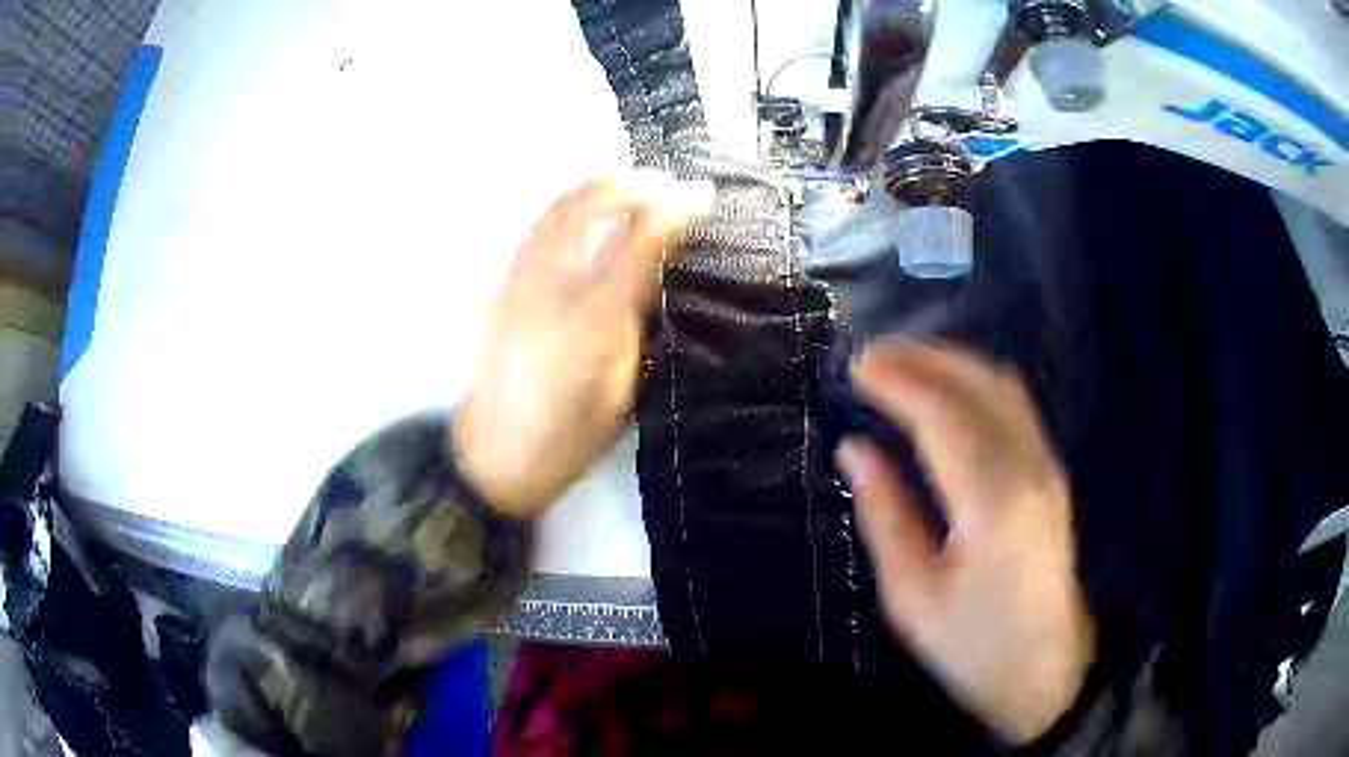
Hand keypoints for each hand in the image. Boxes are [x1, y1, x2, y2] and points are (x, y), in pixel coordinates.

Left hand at [452, 174, 711, 519]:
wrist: (498, 450)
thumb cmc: (571, 428)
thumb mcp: (621, 382)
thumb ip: (635, 316)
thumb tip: (654, 265)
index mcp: (593, 318)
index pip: (638, 243)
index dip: (673, 212)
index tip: (702, 197)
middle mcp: (552, 286)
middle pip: (593, 209)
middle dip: (636, 185)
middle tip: (670, 183)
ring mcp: (520, 278)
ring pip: (561, 209)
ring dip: (601, 186)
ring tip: (634, 180)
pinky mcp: (504, 282)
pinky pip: (541, 225)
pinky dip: (570, 204)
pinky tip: (587, 205)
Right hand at [836, 339, 1094, 743]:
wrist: (1044, 668)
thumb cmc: (972, 644)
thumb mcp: (912, 597)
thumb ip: (885, 516)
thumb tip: (855, 450)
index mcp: (991, 504)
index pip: (943, 416)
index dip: (898, 381)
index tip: (855, 367)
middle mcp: (1028, 469)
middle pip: (979, 383)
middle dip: (923, 357)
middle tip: (871, 354)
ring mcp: (1046, 466)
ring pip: (1003, 385)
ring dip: (951, 360)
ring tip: (902, 360)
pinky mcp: (1051, 471)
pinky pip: (1014, 403)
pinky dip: (974, 379)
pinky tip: (946, 388)